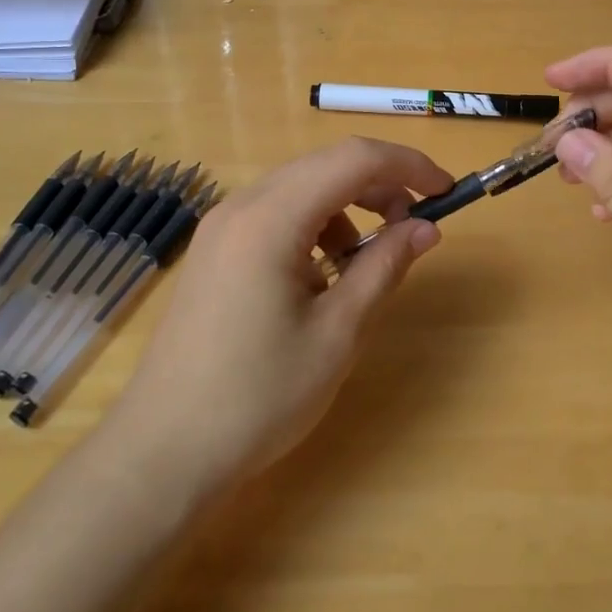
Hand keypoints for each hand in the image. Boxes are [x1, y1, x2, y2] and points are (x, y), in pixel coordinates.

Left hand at [106, 138, 451, 496]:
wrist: (164, 452)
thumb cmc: (258, 395)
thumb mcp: (337, 332)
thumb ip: (384, 267)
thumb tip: (425, 228)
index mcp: (271, 217)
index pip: (355, 159)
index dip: (409, 165)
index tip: (447, 192)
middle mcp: (242, 206)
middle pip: (326, 166)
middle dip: (381, 185)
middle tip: (415, 228)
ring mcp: (221, 227)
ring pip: (302, 188)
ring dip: (348, 208)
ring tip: (367, 261)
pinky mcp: (215, 250)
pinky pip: (277, 215)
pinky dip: (314, 227)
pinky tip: (322, 277)